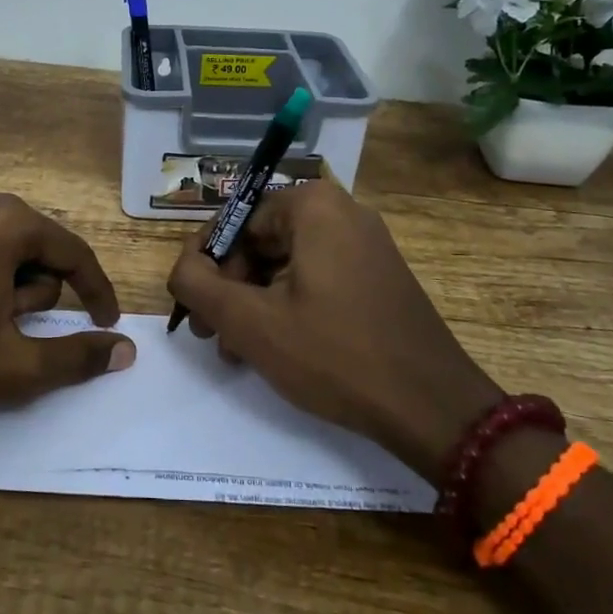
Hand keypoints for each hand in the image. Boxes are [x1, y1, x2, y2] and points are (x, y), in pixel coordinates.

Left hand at [0, 190, 132, 420]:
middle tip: (7, 338)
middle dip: (36, 299)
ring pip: (9, 255)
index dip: (97, 293)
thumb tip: (126, 351)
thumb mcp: (15, 365)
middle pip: (40, 253)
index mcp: (8, 222)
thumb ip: (77, 357)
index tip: (107, 326)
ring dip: (10, 295)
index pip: (75, 253)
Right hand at [165, 180, 501, 471]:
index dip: (205, 266)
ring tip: (236, 351)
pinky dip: (287, 306)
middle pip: (260, 242)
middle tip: (210, 335)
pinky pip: (315, 279)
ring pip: (285, 264)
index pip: (235, 223)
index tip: (194, 310)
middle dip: (229, 288)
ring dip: (253, 303)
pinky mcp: (377, 276)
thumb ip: (198, 285)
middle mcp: (342, 212)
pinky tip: (272, 348)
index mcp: (313, 205)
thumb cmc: (334, 354)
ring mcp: (365, 244)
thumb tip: (180, 268)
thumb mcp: (251, 321)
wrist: (432, 407)